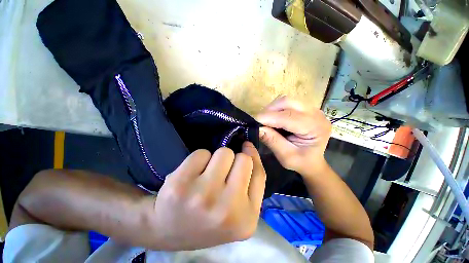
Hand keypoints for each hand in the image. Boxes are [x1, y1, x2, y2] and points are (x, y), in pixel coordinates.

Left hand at [148, 142, 265, 250]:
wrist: (168, 231)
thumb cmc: (209, 219)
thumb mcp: (239, 210)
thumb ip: (251, 182)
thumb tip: (249, 147)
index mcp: (246, 218)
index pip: (259, 173)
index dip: (254, 156)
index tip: (246, 147)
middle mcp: (227, 209)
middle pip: (243, 159)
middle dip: (234, 160)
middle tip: (222, 173)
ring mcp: (203, 196)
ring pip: (224, 152)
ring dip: (217, 159)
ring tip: (207, 175)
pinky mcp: (180, 184)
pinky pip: (201, 153)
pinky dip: (199, 159)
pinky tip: (192, 175)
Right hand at [256, 96, 331, 176]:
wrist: (312, 162)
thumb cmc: (301, 162)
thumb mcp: (285, 156)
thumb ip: (272, 141)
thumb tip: (257, 128)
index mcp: (315, 128)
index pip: (288, 116)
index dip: (268, 117)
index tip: (253, 121)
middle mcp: (316, 114)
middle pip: (287, 102)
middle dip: (269, 111)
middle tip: (259, 122)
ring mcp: (311, 109)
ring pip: (285, 100)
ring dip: (272, 109)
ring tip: (266, 121)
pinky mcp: (305, 108)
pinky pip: (287, 103)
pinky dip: (276, 109)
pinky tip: (274, 119)